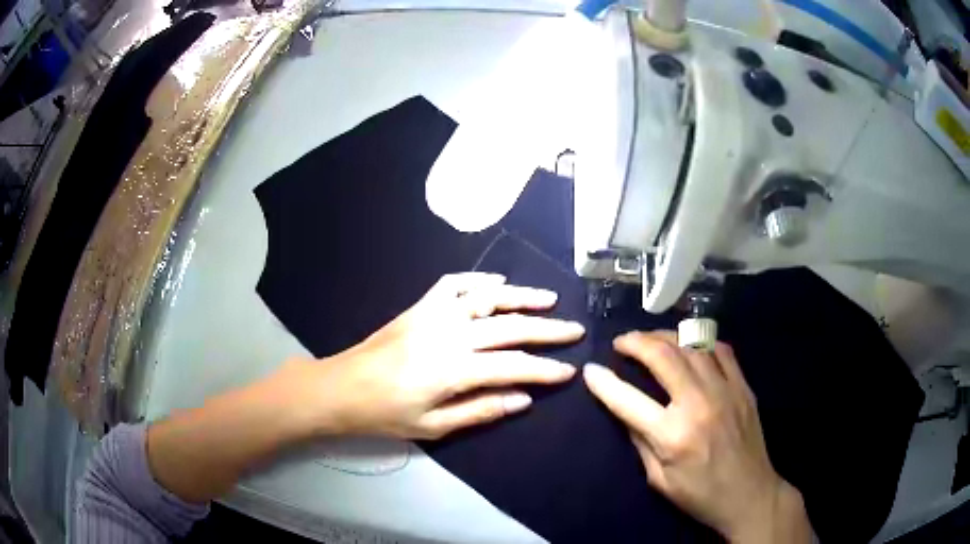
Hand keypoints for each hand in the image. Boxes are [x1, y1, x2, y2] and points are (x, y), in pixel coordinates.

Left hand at [276, 273, 583, 439]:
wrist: (341, 387)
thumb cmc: (385, 414)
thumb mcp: (434, 426)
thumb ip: (481, 410)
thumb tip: (524, 398)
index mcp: (453, 369)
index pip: (514, 366)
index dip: (545, 369)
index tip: (570, 370)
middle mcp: (449, 334)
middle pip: (509, 327)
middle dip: (547, 329)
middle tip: (575, 330)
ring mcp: (433, 314)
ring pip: (487, 298)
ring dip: (521, 296)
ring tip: (549, 299)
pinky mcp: (419, 306)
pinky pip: (453, 284)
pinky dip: (478, 280)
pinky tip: (497, 283)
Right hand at [583, 332, 812, 543]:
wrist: (749, 494)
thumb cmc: (700, 494)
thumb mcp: (659, 479)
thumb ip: (640, 441)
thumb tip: (624, 409)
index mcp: (673, 435)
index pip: (628, 400)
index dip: (603, 383)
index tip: (590, 370)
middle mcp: (699, 404)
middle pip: (663, 356)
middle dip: (635, 342)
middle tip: (621, 342)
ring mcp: (725, 390)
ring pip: (691, 344)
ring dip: (665, 336)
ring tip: (650, 339)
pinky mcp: (743, 386)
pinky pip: (720, 349)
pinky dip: (700, 341)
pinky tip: (689, 345)